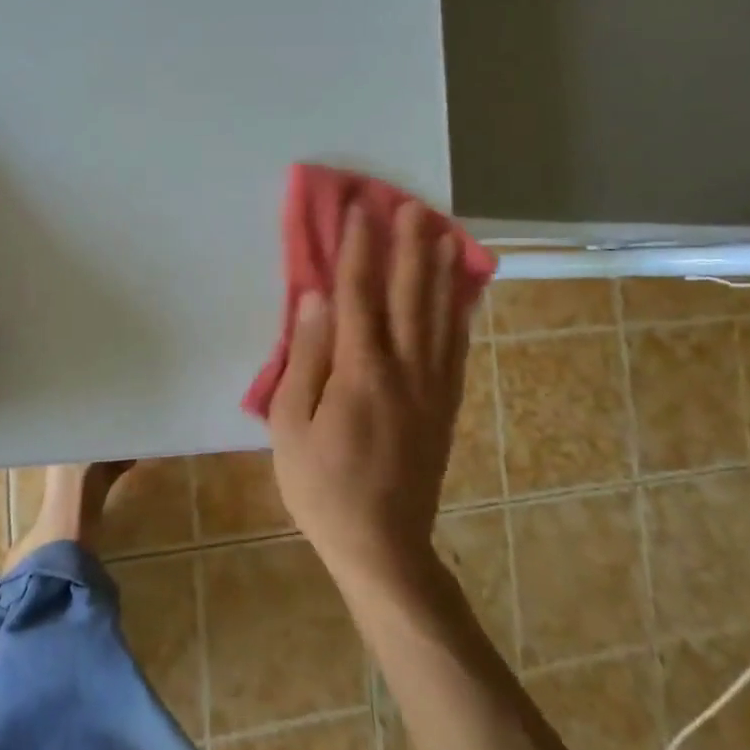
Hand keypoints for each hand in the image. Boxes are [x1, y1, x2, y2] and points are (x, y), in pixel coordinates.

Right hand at [267, 201, 467, 588]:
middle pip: (409, 294)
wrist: (382, 544)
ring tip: (441, 231)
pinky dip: (458, 311)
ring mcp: (432, 386)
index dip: (360, 248)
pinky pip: (455, 346)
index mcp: (361, 371)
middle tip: (410, 205)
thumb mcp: (290, 424)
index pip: (360, 294)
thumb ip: (305, 357)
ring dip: (440, 269)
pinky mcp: (445, 403)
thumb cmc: (321, 485)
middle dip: (409, 245)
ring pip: (440, 315)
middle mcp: (405, 368)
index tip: (360, 210)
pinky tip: (460, 291)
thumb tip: (315, 299)